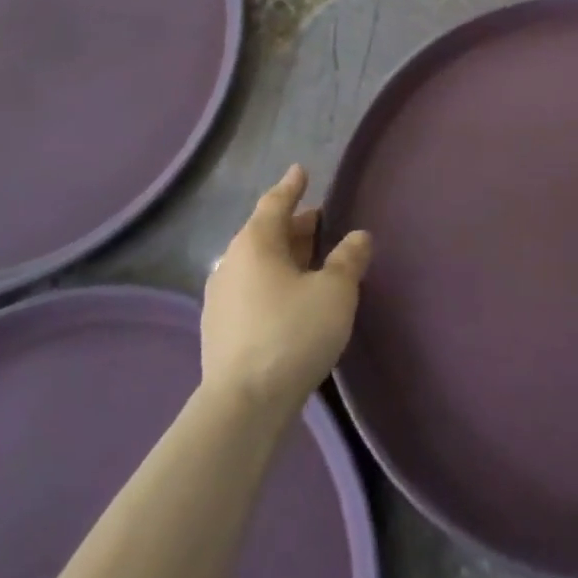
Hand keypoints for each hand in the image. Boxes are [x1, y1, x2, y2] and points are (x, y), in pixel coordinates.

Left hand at [200, 165, 372, 419]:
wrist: (243, 406)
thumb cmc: (293, 334)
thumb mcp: (335, 292)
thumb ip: (348, 259)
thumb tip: (358, 236)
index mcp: (255, 243)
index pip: (275, 203)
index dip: (291, 186)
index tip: (301, 171)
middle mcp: (231, 263)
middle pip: (265, 233)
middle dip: (294, 224)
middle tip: (320, 219)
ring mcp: (221, 298)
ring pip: (258, 263)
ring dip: (284, 255)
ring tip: (310, 258)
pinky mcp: (220, 330)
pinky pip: (251, 289)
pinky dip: (273, 281)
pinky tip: (290, 297)